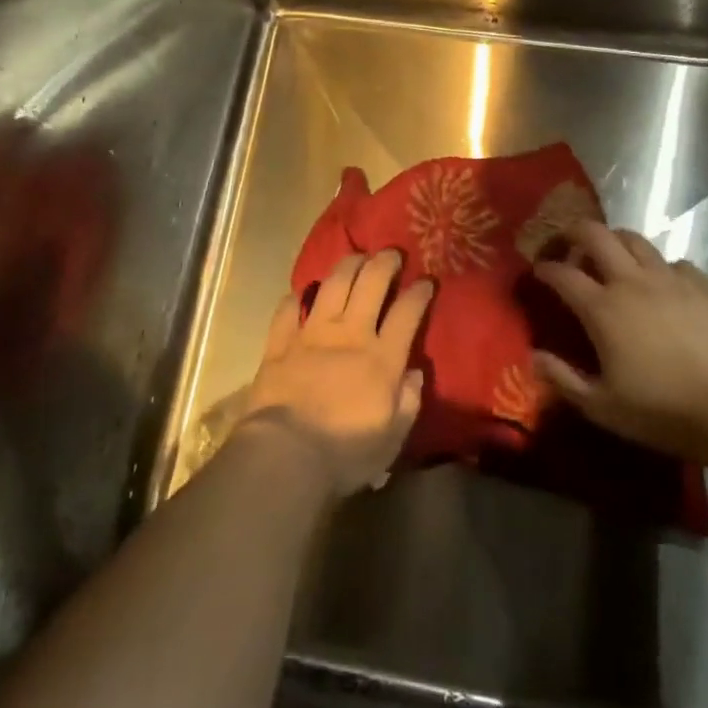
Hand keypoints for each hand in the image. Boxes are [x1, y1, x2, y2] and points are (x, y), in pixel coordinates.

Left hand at [238, 250, 429, 496]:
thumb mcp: (392, 438)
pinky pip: (287, 311)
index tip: (427, 280)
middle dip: (384, 263)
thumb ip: (408, 401)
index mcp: (382, 358)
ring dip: (346, 266)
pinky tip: (301, 293)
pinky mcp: (279, 344)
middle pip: (369, 284)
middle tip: (392, 253)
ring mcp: (311, 334)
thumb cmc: (345, 453)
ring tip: (356, 257)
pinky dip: (296, 298)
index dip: (419, 293)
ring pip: (332, 286)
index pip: (407, 313)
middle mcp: (349, 335)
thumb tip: (415, 372)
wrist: (285, 454)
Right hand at [532, 221, 707, 457]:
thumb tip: (534, 356)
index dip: (545, 269)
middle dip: (576, 233)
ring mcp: (670, 280)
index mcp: (602, 308)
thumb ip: (562, 379)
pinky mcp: (702, 286)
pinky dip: (660, 267)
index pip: (562, 274)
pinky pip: (675, 262)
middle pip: (597, 236)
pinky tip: (662, 283)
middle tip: (569, 244)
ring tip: (613, 256)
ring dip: (616, 241)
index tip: (538, 272)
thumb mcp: (601, 406)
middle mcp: (631, 282)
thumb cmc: (661, 410)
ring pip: (636, 240)